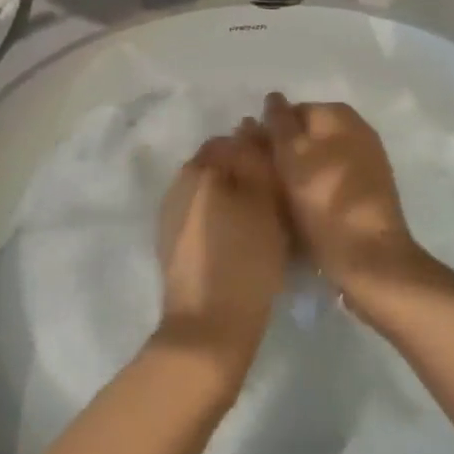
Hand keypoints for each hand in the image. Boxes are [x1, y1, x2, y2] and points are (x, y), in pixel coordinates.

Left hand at [155, 125, 292, 381]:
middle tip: (276, 197)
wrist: (207, 329)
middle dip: (245, 170)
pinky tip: (239, 239)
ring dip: (233, 193)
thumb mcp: (263, 202)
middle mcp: (179, 181)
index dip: (261, 149)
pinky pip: (201, 212)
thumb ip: (256, 158)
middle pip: (219, 162)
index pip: (234, 139)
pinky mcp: (171, 241)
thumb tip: (249, 125)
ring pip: (210, 188)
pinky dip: (220, 216)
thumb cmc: (244, 260)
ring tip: (261, 220)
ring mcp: (171, 212)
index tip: (283, 171)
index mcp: (200, 167)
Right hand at [260, 93, 429, 308]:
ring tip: (274, 199)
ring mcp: (365, 163)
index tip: (250, 158)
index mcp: (339, 115)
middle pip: (306, 136)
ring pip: (317, 160)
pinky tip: (298, 211)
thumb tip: (273, 97)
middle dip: (282, 153)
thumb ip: (278, 122)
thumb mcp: (291, 154)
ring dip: (296, 174)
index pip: (292, 112)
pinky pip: (330, 182)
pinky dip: (314, 191)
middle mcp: (357, 131)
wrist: (370, 258)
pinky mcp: (367, 194)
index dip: (268, 133)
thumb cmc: (324, 200)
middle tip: (259, 179)